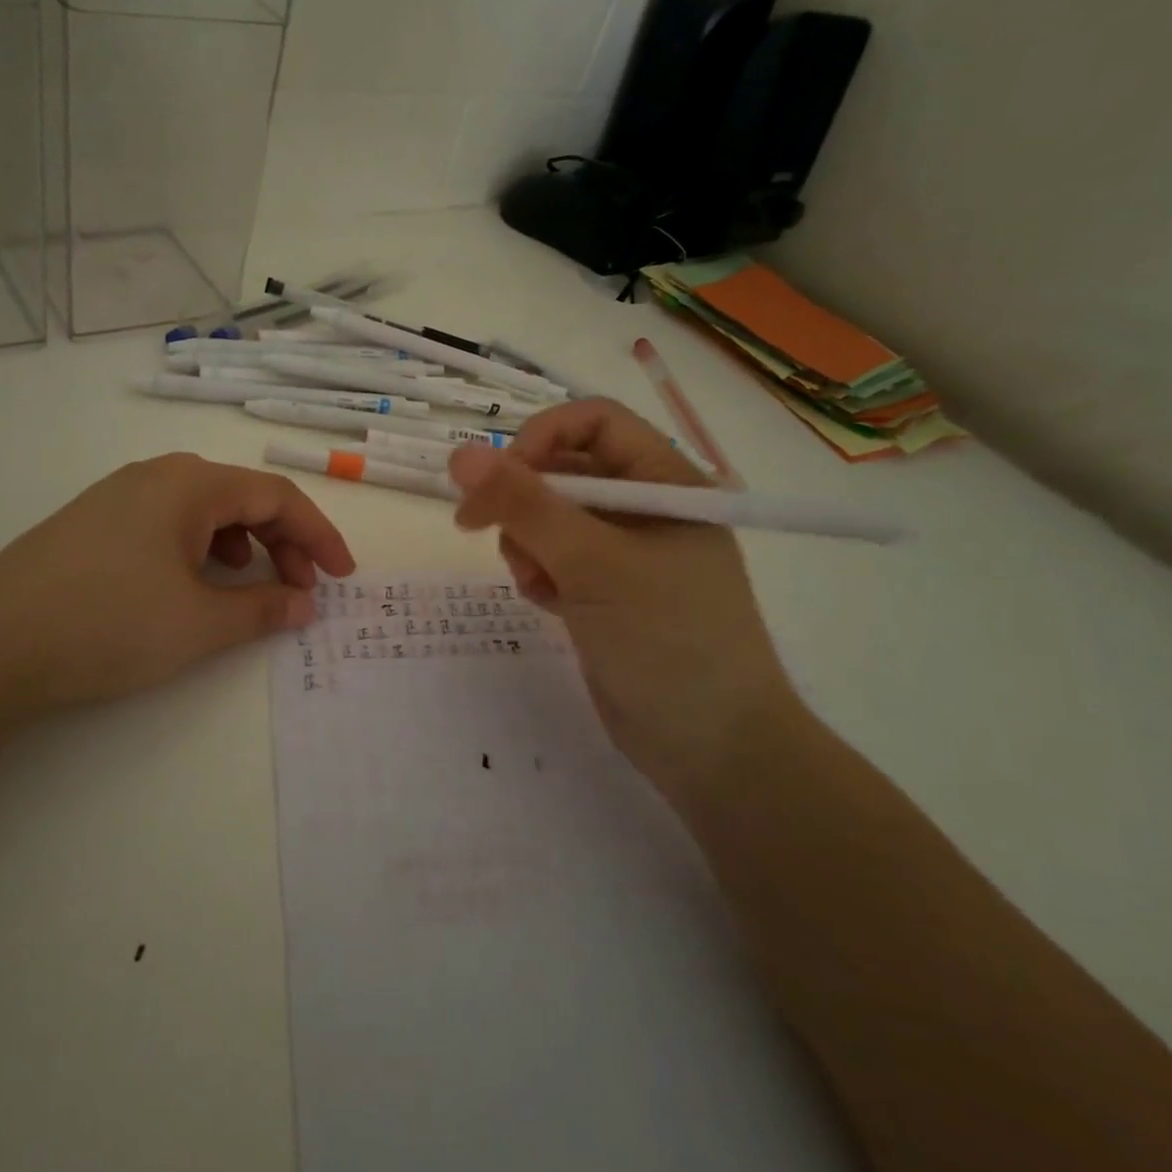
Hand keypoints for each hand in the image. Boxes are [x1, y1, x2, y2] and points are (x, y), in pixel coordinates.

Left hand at [0, 453, 354, 715]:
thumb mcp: (199, 622)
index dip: (318, 535)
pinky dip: (200, 551)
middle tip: (300, 591)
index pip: (276, 495)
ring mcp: (118, 497)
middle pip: (241, 498)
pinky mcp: (92, 525)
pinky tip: (192, 584)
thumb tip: (303, 605)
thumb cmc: (109, 623)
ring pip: (203, 511)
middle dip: (282, 542)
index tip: (342, 577)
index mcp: (189, 483)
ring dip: (241, 546)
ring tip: (250, 586)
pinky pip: (167, 525)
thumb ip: (263, 609)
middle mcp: (156, 476)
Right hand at [448, 400, 801, 798]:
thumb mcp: (593, 563)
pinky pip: (554, 559)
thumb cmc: (667, 640)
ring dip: (526, 541)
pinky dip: (539, 573)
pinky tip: (547, 603)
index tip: (498, 478)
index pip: (593, 422)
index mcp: (666, 482)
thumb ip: (525, 505)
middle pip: (564, 469)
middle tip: (478, 527)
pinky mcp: (604, 593)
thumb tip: (460, 454)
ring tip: (535, 580)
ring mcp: (624, 554)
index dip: (539, 438)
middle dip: (522, 498)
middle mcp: (646, 509)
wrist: (711, 749)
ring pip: (550, 517)